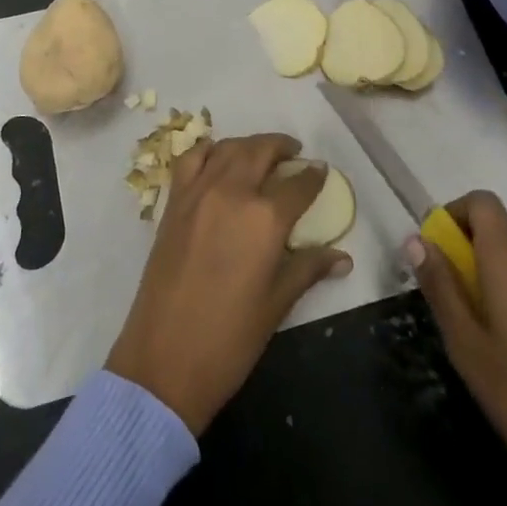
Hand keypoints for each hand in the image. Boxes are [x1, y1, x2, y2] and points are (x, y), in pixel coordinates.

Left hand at [106, 134, 351, 434]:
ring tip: (261, 154)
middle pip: (261, 151)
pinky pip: (191, 159)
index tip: (322, 170)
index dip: (314, 175)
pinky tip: (218, 159)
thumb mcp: (277, 304)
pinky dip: (208, 150)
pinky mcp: (173, 203)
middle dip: (282, 147)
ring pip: (228, 149)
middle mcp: (232, 193)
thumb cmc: (229, 339)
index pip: (298, 184)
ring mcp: (198, 194)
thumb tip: (343, 257)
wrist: (164, 360)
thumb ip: (308, 268)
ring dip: (249, 145)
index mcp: (265, 219)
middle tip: (294, 154)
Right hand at [410, 191, 506, 505]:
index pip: (479, 203)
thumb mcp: (468, 349)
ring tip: (480, 342)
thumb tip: (417, 239)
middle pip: (497, 233)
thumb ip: (441, 287)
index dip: (452, 212)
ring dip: (492, 284)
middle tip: (450, 308)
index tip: (433, 249)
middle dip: (467, 255)